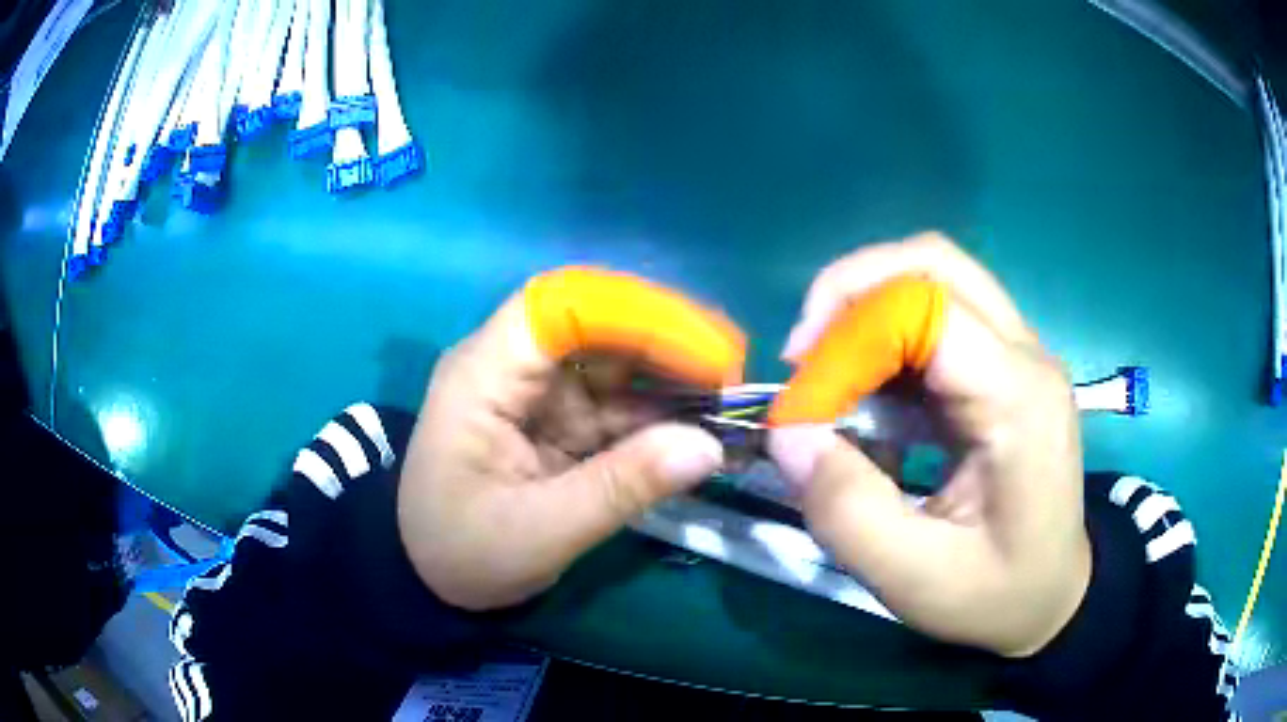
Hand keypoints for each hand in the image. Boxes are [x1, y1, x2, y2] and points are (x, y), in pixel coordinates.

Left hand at [396, 270, 741, 610]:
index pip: (561, 306)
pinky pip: (619, 406)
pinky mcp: (560, 421)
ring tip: (732, 406)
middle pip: (597, 325)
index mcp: (484, 375)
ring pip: (616, 363)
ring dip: (674, 381)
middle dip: (668, 343)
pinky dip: (663, 419)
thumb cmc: (463, 552)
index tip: (704, 348)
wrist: (431, 579)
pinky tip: (704, 433)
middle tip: (733, 376)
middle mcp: (512, 368)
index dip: (636, 313)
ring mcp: (539, 394)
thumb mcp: (539, 532)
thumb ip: (622, 488)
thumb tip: (711, 447)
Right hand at [768, 233, 1090, 656]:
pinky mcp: (1006, 367)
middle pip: (933, 262)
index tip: (800, 403)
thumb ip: (848, 511)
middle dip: (853, 292)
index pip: (926, 306)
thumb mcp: (915, 579)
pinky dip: (888, 338)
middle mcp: (1025, 354)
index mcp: (1017, 398)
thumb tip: (787, 433)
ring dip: (868, 312)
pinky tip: (870, 396)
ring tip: (829, 376)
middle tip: (806, 355)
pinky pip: (940, 317)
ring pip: (934, 279)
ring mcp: (1019, 354)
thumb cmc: (997, 594)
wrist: (1055, 597)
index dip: (848, 336)